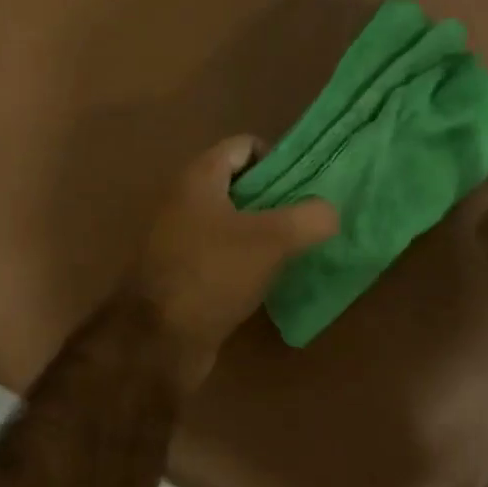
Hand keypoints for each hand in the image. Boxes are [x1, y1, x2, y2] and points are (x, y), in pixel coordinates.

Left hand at [126, 135, 338, 390]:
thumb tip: (330, 212)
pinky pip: (223, 257)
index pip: (244, 147)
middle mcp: (185, 202)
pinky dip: (247, 263)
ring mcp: (181, 240)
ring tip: (300, 250)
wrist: (157, 339)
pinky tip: (272, 280)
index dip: (279, 159)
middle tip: (312, 219)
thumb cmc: (212, 274)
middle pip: (240, 187)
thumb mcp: (271, 241)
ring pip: (233, 225)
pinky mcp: (184, 275)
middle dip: (277, 199)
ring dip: (264, 234)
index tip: (309, 186)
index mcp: (199, 179)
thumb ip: (309, 218)